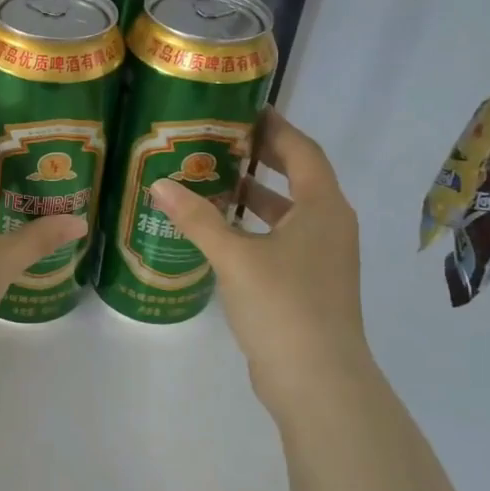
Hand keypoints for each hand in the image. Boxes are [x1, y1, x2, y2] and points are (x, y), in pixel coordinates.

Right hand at [148, 108, 373, 420]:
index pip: (302, 150)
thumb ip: (197, 219)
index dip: (275, 127)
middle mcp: (330, 225)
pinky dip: (255, 227)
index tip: (244, 109)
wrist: (318, 381)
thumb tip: (159, 183)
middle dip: (262, 158)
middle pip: (299, 177)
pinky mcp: (310, 284)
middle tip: (220, 141)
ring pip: (289, 212)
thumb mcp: (234, 257)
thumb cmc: (283, 306)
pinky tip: (221, 233)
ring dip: (256, 194)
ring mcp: (323, 258)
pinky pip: (283, 239)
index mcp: (323, 208)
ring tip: (212, 181)